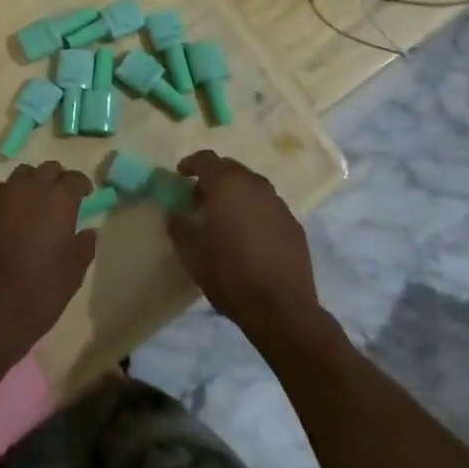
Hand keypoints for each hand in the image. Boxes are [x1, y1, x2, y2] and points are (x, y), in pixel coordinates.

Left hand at [0, 161, 97, 372]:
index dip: (82, 185)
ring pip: (22, 174)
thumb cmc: (41, 291)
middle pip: (48, 169)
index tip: (85, 195)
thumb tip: (89, 230)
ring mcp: (3, 196)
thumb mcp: (74, 272)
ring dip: (32, 183)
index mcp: (59, 200)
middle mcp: (31, 188)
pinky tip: (10, 213)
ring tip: (34, 202)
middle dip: (57, 179)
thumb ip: (84, 245)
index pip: (75, 178)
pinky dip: (9, 195)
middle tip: (61, 198)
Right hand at [168, 150, 326, 348]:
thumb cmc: (230, 275)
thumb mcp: (192, 255)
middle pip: (230, 168)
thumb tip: (175, 214)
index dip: (191, 164)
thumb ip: (179, 227)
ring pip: (252, 185)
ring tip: (226, 217)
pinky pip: (268, 206)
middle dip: (214, 178)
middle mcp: (254, 185)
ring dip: (236, 193)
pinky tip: (251, 235)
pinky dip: (255, 211)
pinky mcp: (293, 223)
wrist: (282, 309)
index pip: (206, 159)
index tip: (181, 175)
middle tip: (201, 199)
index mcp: (226, 186)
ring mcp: (278, 203)